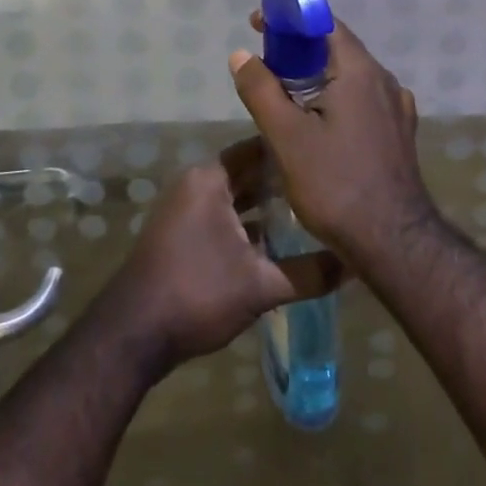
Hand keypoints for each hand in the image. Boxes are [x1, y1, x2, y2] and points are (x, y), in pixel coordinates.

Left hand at [111, 143, 341, 368]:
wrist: (131, 336)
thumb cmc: (197, 293)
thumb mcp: (260, 286)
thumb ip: (309, 273)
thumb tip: (354, 265)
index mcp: (210, 179)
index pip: (258, 148)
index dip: (291, 151)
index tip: (324, 155)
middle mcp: (196, 185)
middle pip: (247, 173)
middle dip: (282, 181)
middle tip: (324, 185)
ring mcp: (185, 211)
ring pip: (235, 198)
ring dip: (265, 206)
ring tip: (308, 212)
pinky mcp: (181, 236)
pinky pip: (222, 217)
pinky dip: (247, 225)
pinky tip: (277, 243)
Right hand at [229, 15, 431, 265]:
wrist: (393, 241)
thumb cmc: (335, 184)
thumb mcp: (287, 137)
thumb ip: (262, 91)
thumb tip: (241, 55)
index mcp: (360, 71)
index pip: (325, 25)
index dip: (291, 20)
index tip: (260, 25)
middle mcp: (385, 81)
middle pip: (338, 50)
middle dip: (300, 50)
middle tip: (266, 63)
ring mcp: (397, 108)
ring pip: (352, 78)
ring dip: (319, 77)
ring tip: (286, 94)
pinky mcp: (400, 133)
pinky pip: (364, 102)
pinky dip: (338, 100)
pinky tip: (320, 124)